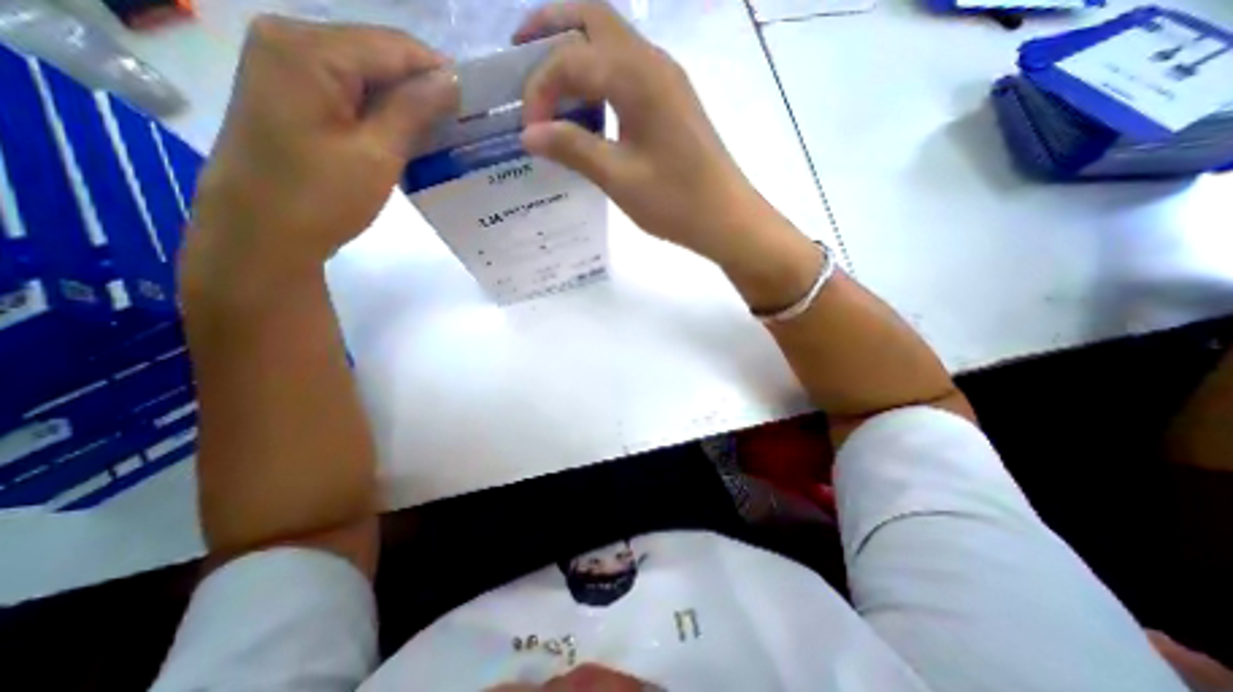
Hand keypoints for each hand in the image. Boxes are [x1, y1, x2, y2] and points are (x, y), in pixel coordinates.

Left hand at [187, 16, 460, 296]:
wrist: (262, 233)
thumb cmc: (320, 196)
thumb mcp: (377, 153)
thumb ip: (414, 110)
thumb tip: (453, 81)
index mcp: (309, 48)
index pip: (394, 46)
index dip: (440, 74)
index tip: (477, 108)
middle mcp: (291, 40)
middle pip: (379, 55)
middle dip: (423, 90)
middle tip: (463, 127)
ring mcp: (288, 67)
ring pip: (368, 75)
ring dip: (407, 105)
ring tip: (444, 137)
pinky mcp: (293, 94)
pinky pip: (352, 92)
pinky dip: (384, 113)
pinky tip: (410, 139)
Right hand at [517, 0, 773, 265]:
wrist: (726, 217)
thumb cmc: (674, 201)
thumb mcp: (618, 177)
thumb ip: (573, 148)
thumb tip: (529, 134)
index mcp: (636, 77)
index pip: (570, 58)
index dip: (539, 89)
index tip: (528, 130)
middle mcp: (652, 62)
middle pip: (592, 20)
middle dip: (550, 30)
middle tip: (519, 59)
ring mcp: (666, 79)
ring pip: (612, 41)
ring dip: (576, 51)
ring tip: (548, 84)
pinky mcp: (672, 99)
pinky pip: (627, 68)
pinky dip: (598, 75)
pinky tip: (587, 106)